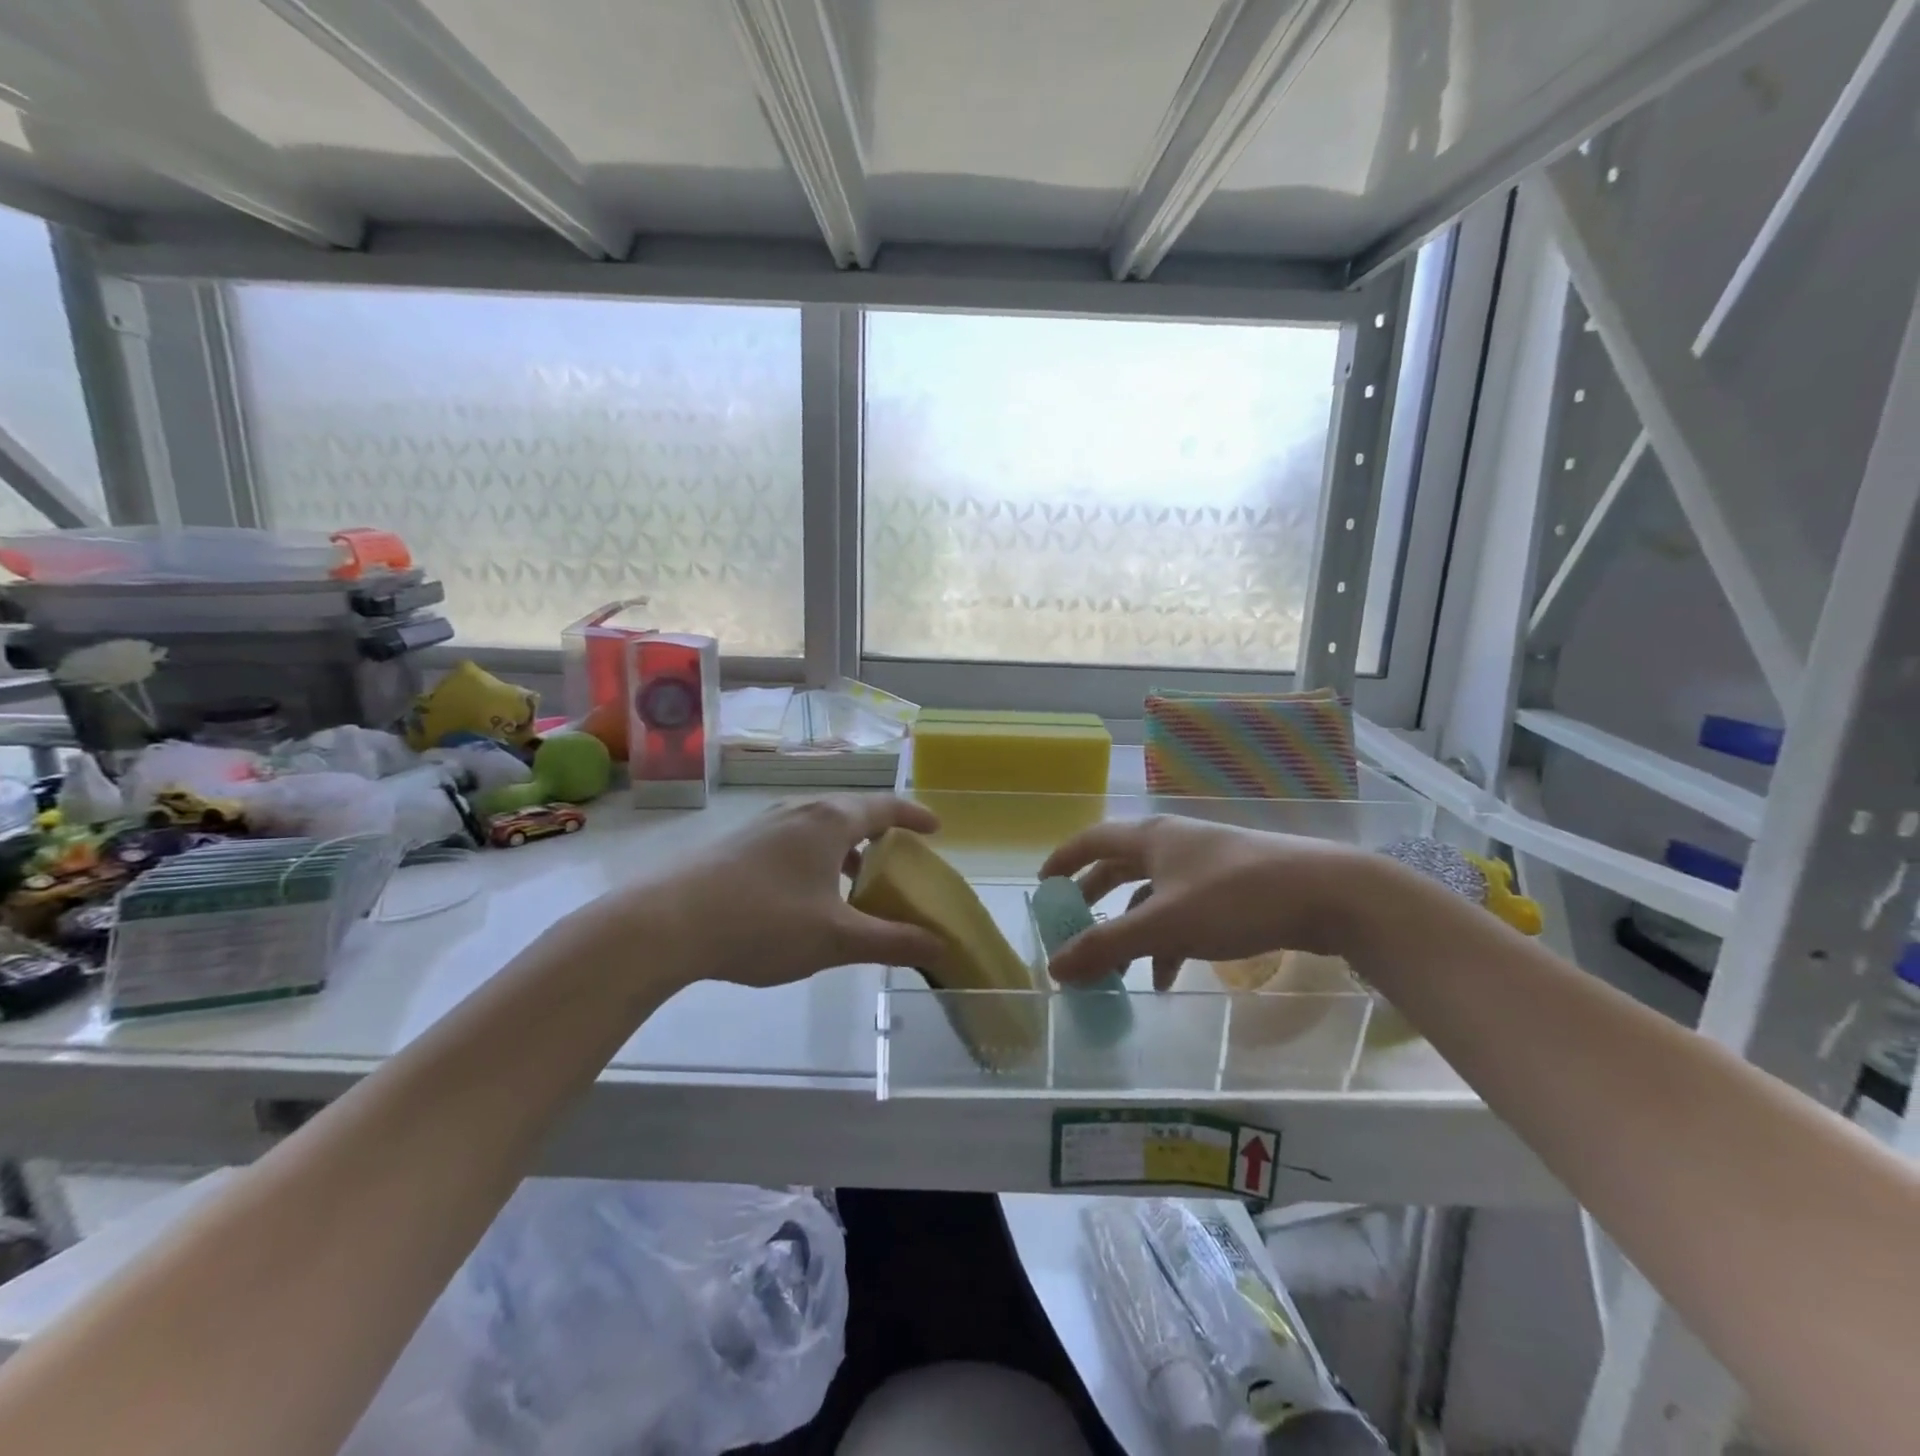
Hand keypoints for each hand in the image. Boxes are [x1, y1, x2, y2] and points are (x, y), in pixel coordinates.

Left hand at [636, 795, 946, 988]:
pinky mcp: (738, 842)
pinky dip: (815, 857)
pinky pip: (793, 838)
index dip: (914, 816)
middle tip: (898, 861)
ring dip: (845, 849)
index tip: (936, 828)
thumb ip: (891, 941)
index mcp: (831, 821)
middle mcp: (800, 809)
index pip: (886, 807)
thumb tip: (939, 946)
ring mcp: (764, 823)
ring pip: (819, 826)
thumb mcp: (836, 939)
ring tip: (854, 884)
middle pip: (852, 812)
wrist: (666, 923)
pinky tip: (804, 896)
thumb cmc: (764, 921)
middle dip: (880, 835)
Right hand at [1040, 816, 1381, 989]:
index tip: (1042, 886)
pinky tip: (1168, 977)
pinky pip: (1183, 912)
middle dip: (1094, 900)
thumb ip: (1106, 946)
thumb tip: (1053, 966)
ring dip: (1131, 931)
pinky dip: (1167, 941)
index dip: (1063, 861)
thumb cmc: (1235, 898)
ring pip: (1152, 896)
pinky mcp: (1231, 887)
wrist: (1328, 893)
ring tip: (1118, 973)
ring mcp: (1204, 864)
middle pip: (1119, 868)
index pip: (1091, 840)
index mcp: (1149, 838)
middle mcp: (1172, 843)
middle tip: (1072, 927)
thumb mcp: (1164, 925)